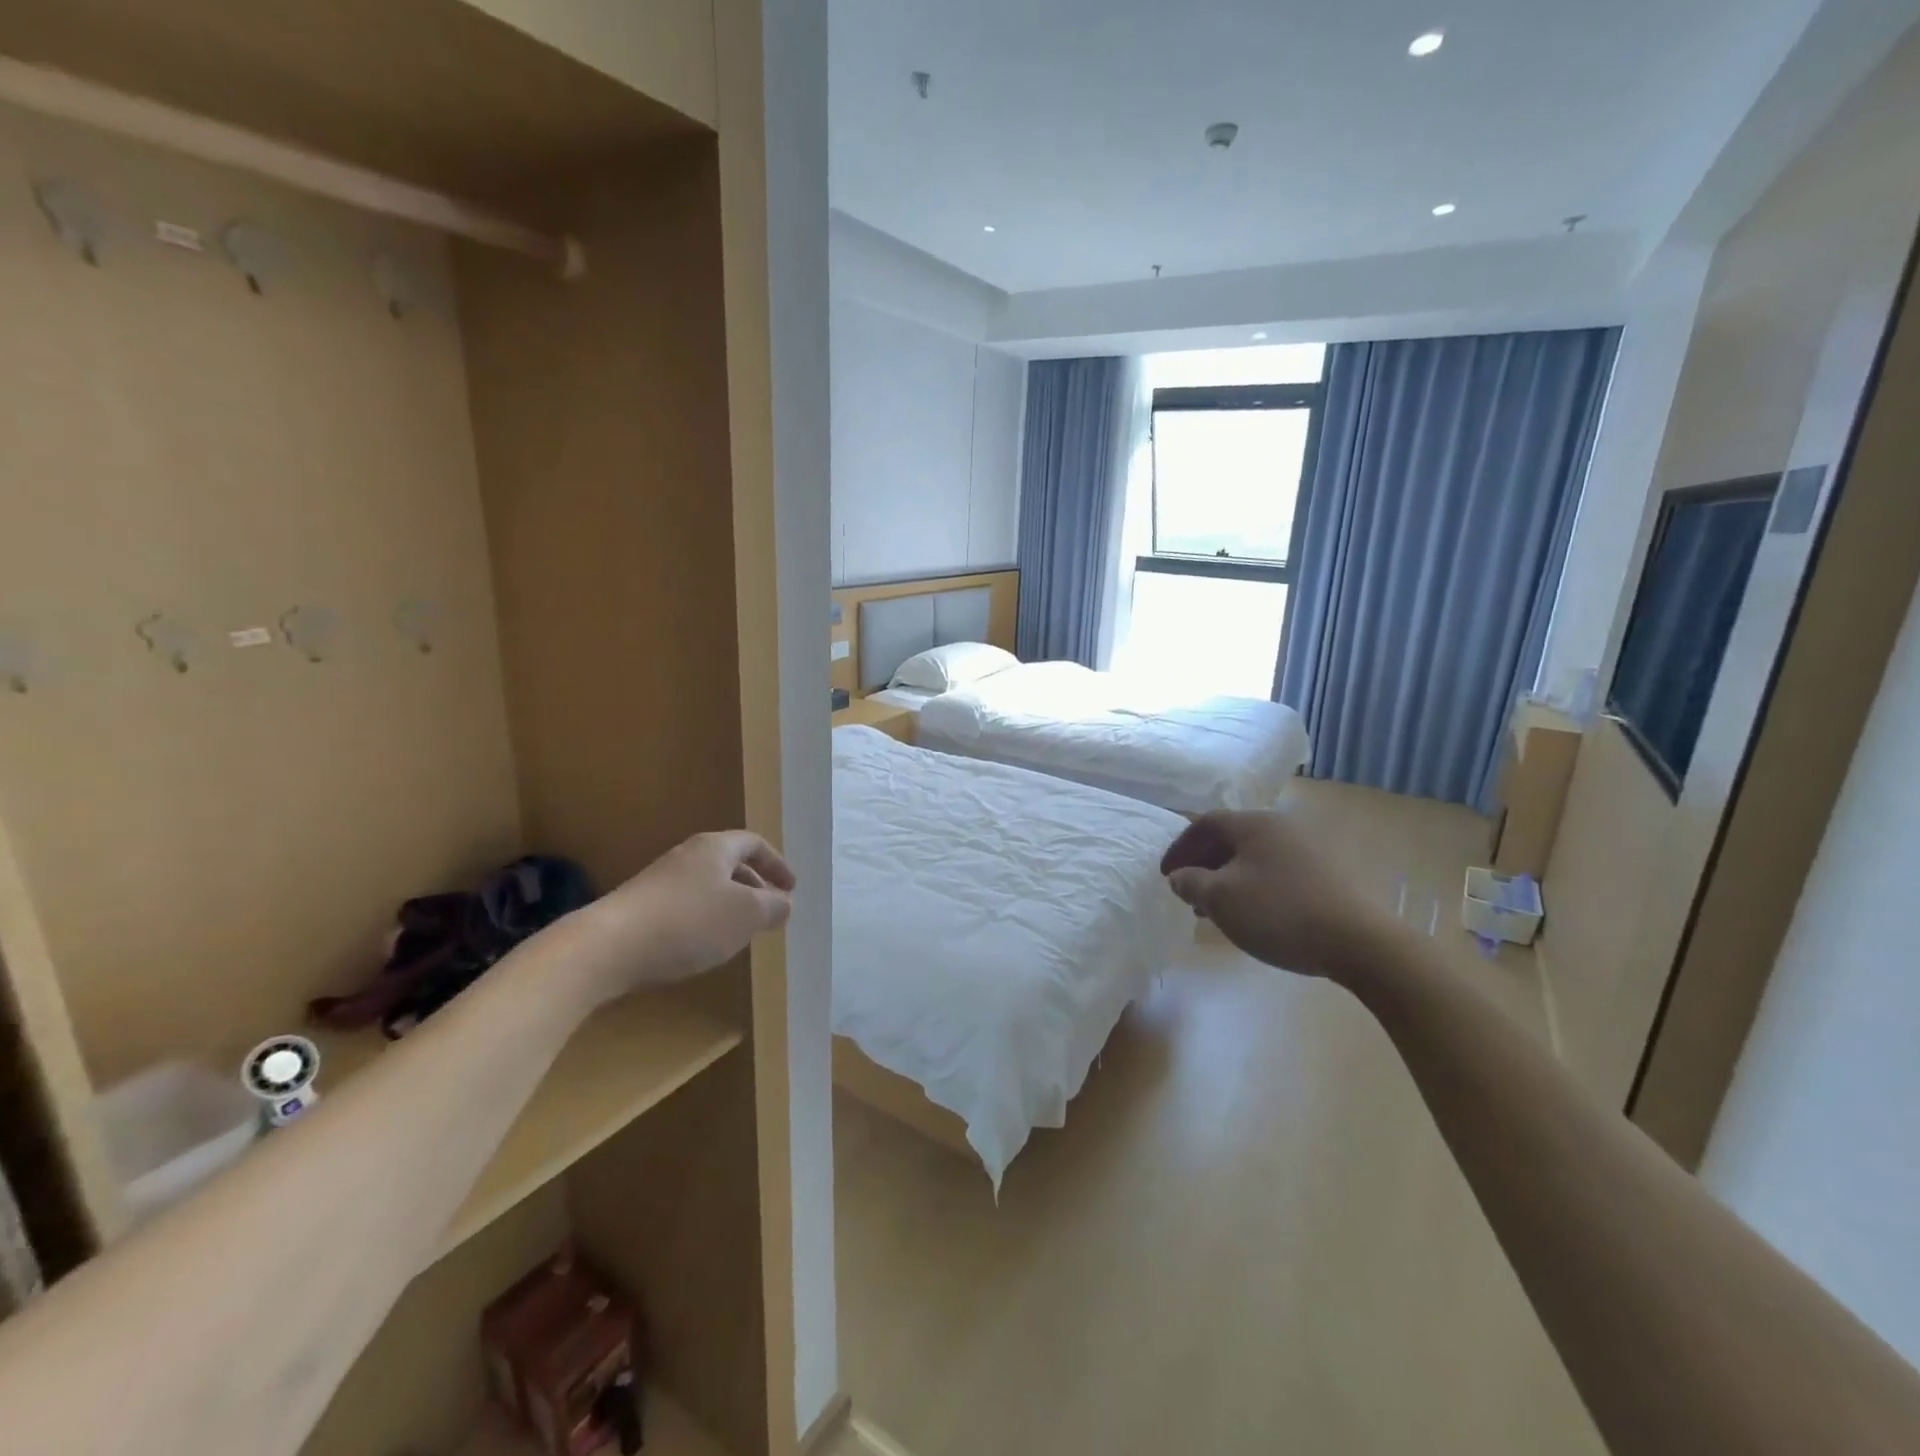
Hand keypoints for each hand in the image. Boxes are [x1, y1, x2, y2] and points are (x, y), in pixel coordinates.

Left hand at [586, 830, 795, 1000]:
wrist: (608, 947)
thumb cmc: (689, 922)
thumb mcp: (746, 915)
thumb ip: (773, 907)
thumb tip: (785, 903)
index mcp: (715, 848)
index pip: (754, 843)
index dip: (776, 864)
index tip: (791, 888)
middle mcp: (687, 857)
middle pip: (729, 864)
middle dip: (755, 887)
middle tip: (770, 912)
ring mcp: (659, 882)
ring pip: (707, 887)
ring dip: (729, 906)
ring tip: (741, 933)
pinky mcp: (640, 908)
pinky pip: (685, 907)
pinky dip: (704, 920)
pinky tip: (703, 946)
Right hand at [1160, 810, 1389, 980]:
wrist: (1360, 942)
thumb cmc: (1279, 912)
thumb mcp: (1221, 899)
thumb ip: (1192, 883)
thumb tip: (1181, 876)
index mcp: (1254, 823)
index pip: (1205, 823)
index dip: (1180, 847)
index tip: (1166, 874)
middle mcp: (1282, 826)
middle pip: (1231, 837)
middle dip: (1204, 863)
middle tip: (1187, 891)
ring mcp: (1310, 849)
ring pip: (1255, 857)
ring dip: (1228, 877)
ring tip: (1216, 908)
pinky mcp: (1329, 874)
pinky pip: (1277, 871)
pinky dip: (1255, 885)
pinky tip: (1253, 913)